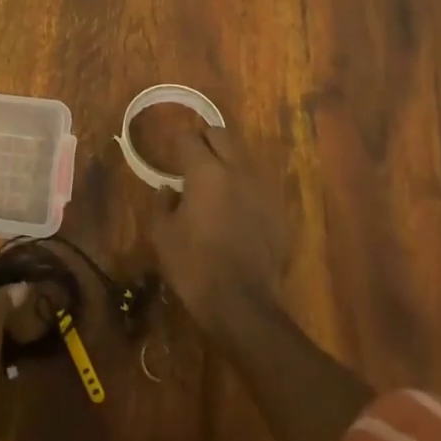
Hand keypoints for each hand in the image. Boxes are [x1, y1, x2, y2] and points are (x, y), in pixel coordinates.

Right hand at [146, 122, 288, 336]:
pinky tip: (235, 207)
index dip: (176, 142)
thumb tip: (168, 189)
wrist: (244, 306)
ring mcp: (262, 189)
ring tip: (214, 181)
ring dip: (226, 160)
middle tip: (191, 158)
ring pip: (243, 156)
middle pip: (221, 134)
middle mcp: (236, 170)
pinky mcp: (278, 210)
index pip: (188, 138)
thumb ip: (162, 203)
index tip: (168, 153)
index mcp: (205, 171)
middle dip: (204, 139)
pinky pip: (257, 183)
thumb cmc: (195, 267)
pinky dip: (243, 185)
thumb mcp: (163, 235)